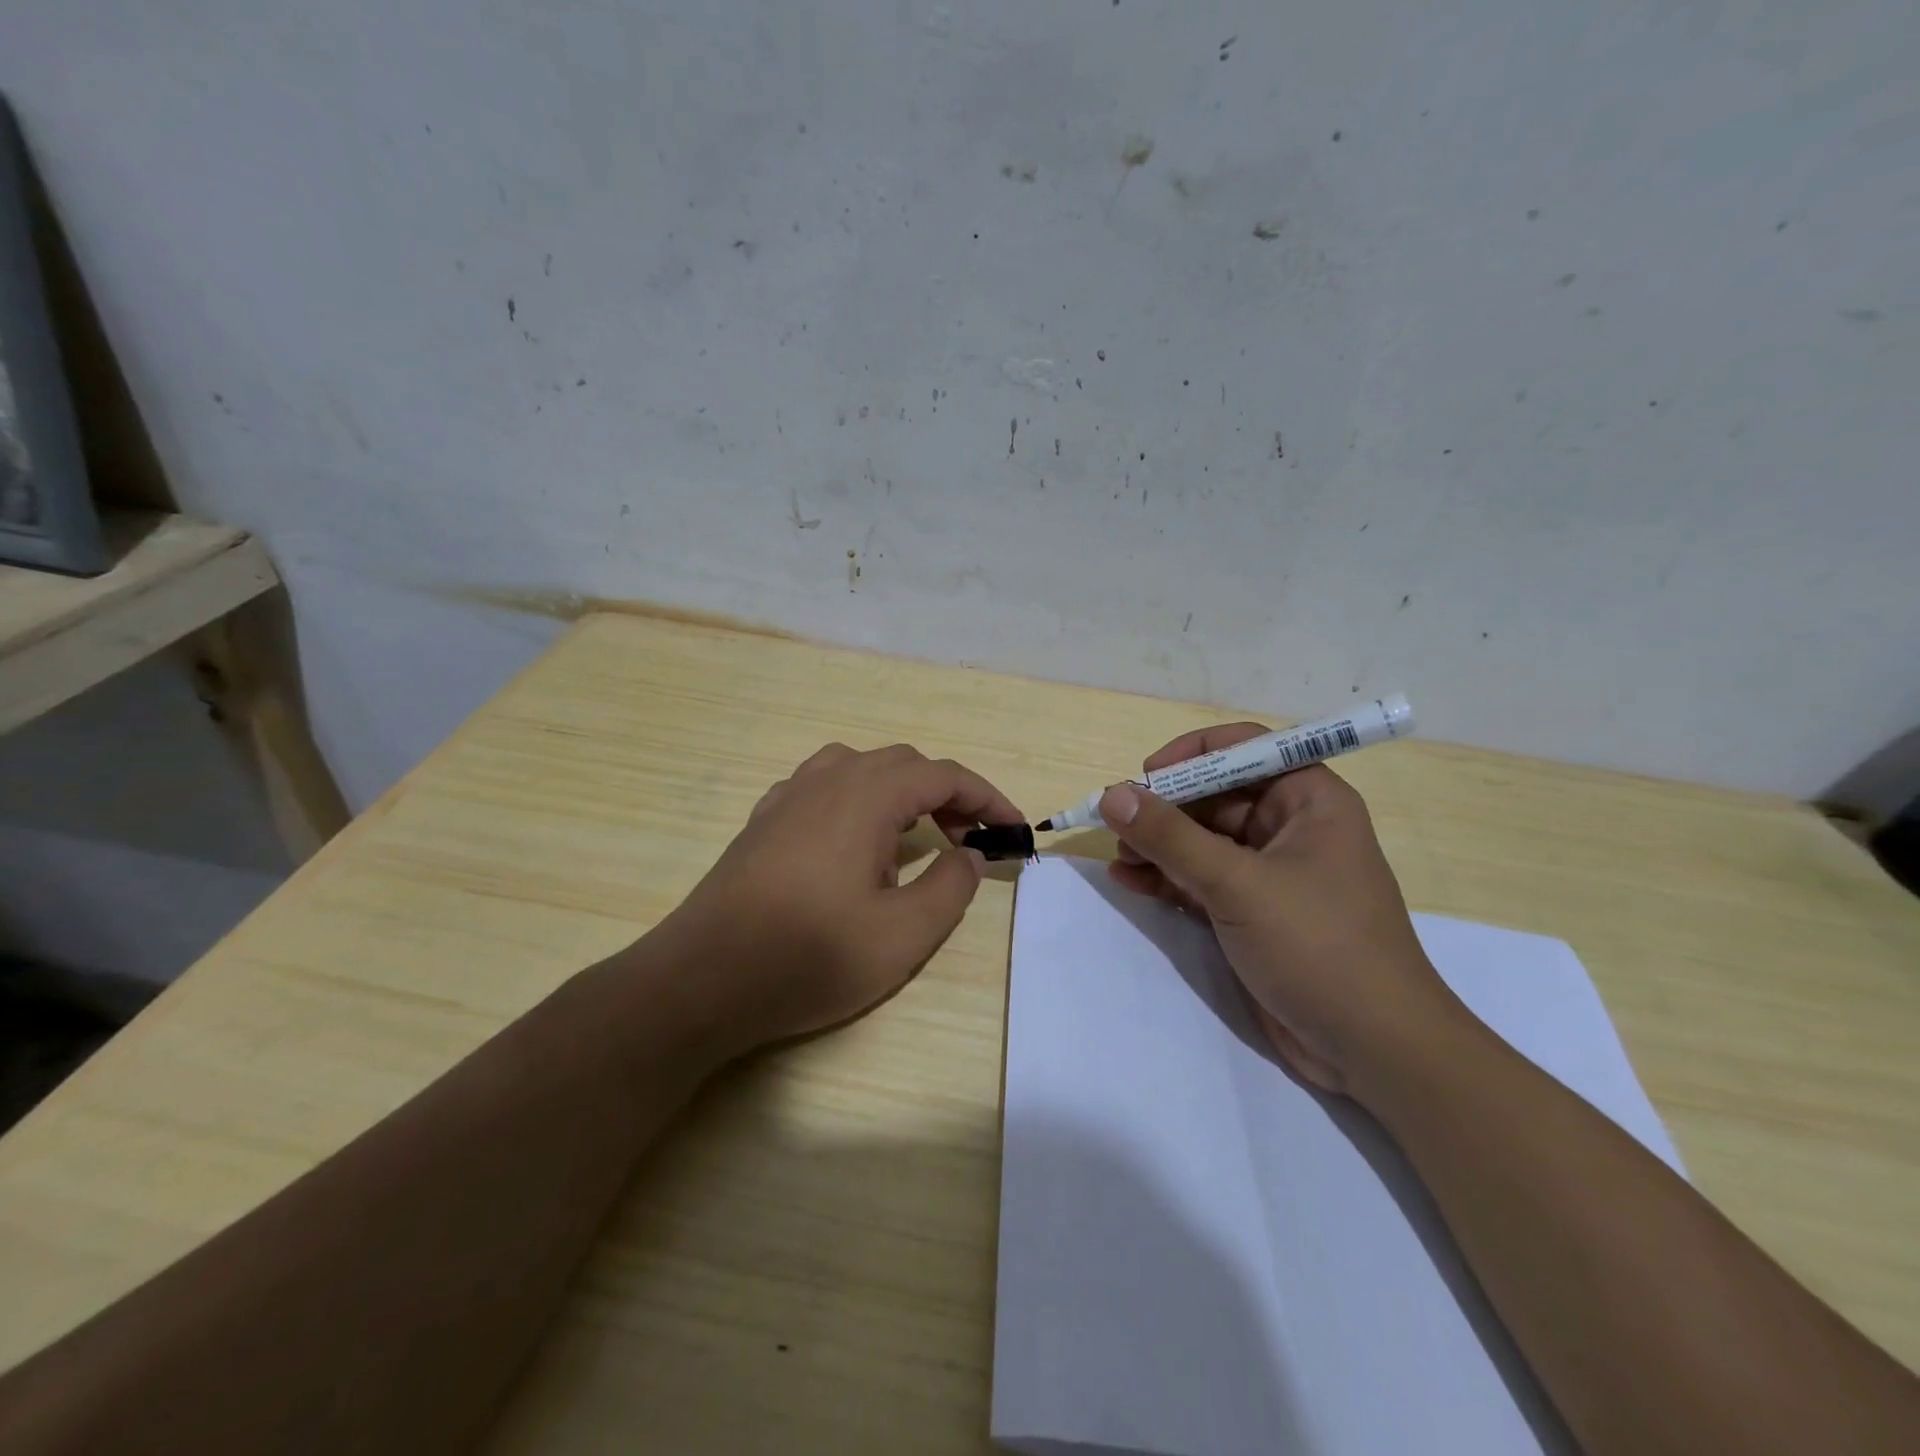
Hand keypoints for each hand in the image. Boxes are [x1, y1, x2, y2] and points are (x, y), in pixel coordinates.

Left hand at [659, 742, 1023, 1053]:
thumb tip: (967, 853)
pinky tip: (851, 843)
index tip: (1014, 830)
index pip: (943, 775)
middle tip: (969, 841)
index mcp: (866, 795)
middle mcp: (827, 780)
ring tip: (911, 837)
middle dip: (946, 795)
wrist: (701, 981)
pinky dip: (857, 800)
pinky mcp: (763, 821)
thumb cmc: (809, 957)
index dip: (987, 797)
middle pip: (903, 764)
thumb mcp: (902, 936)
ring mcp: (788, 797)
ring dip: (899, 792)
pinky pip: (822, 787)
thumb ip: (950, 887)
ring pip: (860, 768)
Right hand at [1103, 723, 1465, 1100]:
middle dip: (1165, 809)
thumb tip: (1113, 795)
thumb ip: (1171, 837)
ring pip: (1203, 840)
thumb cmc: (1319, 947)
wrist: (1374, 1051)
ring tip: (1119, 861)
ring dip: (1159, 846)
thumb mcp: (1239, 885)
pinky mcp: (1253, 912)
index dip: (1192, 755)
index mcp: (1308, 800)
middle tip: (1118, 827)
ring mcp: (1270, 872)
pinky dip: (1166, 878)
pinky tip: (1128, 882)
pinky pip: (1201, 879)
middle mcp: (1290, 827)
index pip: (1244, 749)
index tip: (1146, 777)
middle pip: (1215, 795)